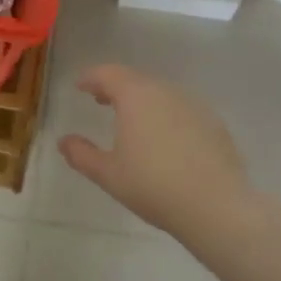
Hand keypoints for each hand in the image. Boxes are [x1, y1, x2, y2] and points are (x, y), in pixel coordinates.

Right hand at [59, 63, 252, 237]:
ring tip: (131, 121)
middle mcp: (165, 92)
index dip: (91, 78)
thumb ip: (82, 154)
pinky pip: (181, 110)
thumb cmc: (153, 186)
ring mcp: (193, 105)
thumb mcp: (108, 174)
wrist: (216, 206)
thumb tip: (64, 141)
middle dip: (116, 87)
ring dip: (142, 101)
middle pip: (135, 80)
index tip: (80, 86)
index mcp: (136, 96)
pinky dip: (166, 115)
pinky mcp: (214, 123)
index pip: (108, 74)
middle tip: (101, 100)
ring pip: (161, 93)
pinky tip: (164, 140)